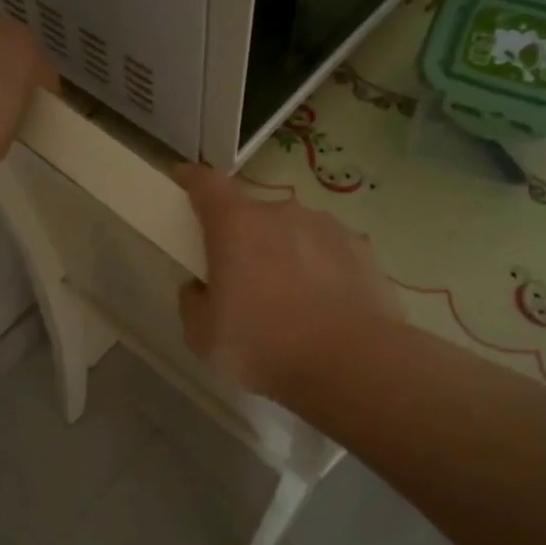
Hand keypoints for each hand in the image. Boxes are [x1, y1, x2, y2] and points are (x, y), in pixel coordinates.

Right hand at [175, 164, 400, 400]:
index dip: (192, 179)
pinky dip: (321, 269)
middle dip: (243, 239)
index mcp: (236, 226)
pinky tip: (326, 307)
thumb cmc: (264, 346)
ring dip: (285, 253)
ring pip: (293, 232)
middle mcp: (280, 213)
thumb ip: (193, 302)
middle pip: (252, 215)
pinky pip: (327, 252)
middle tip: (243, 281)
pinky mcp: (361, 248)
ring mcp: (326, 227)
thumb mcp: (203, 337)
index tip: (184, 180)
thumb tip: (201, 288)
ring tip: (292, 301)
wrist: (353, 365)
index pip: (206, 184)